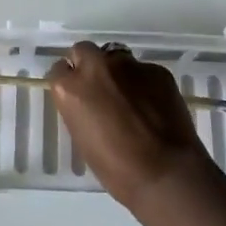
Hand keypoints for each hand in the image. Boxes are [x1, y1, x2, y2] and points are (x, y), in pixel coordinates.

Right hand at [48, 42, 214, 214]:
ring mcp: (128, 65)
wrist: (167, 174)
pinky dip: (144, 84)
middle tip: (100, 89)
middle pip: (84, 51)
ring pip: (116, 57)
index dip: (69, 82)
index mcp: (71, 88)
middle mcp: (96, 67)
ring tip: (131, 98)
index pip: (59, 70)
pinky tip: (154, 106)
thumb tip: (88, 103)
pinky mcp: (156, 69)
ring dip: (118, 73)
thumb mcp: (83, 140)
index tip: (77, 96)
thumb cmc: (118, 169)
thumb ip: (80, 109)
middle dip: (89, 65)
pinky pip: (144, 71)